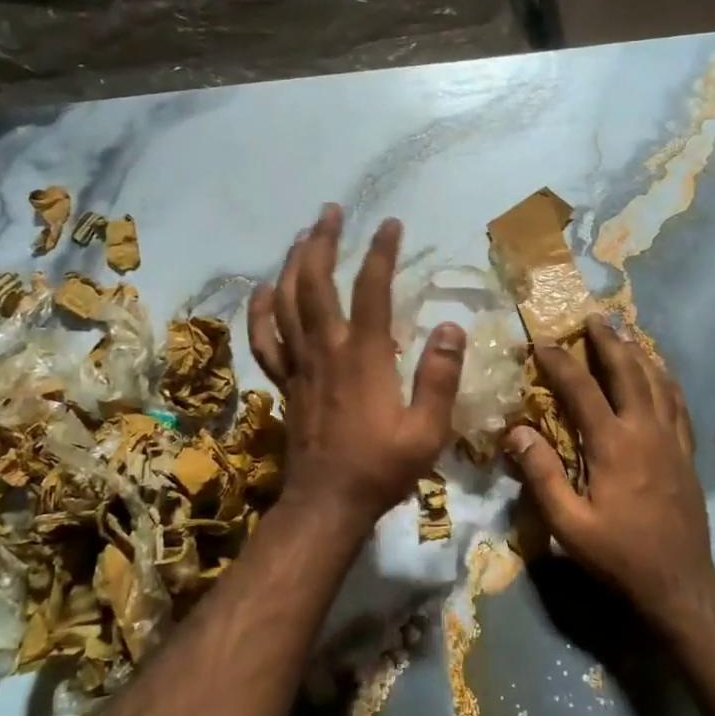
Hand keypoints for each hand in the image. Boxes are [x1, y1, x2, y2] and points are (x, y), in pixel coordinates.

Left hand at [248, 205, 466, 526]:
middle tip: (331, 212)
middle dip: (322, 241)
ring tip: (302, 235)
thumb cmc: (381, 468)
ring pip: (286, 301)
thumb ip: (440, 377)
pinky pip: (265, 339)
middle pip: (315, 282)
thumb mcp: (427, 431)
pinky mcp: (284, 381)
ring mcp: (299, 364)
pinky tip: (264, 288)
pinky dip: (261, 310)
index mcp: (364, 356)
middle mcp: (326, 349)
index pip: (372, 289)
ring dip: (292, 263)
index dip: (381, 252)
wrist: (327, 503)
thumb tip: (453, 328)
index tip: (390, 223)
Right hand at [506, 315, 712, 613]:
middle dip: (608, 342)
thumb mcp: (568, 524)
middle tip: (593, 318)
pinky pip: (679, 404)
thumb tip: (516, 431)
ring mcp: (672, 440)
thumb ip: (541, 475)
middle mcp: (645, 431)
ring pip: (658, 382)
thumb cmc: (617, 554)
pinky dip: (667, 380)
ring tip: (624, 334)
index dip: (561, 363)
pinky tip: (660, 373)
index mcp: (613, 445)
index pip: (582, 389)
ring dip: (639, 354)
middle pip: (628, 373)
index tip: (542, 343)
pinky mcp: (687, 453)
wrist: (679, 583)